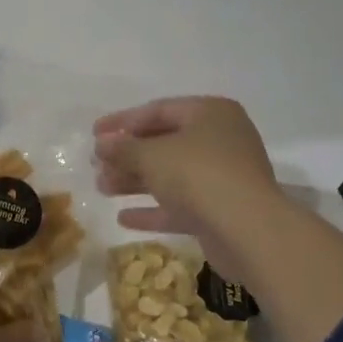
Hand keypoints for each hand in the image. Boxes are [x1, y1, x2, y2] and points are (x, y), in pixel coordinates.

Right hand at [93, 97, 284, 284]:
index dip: (122, 121)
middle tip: (96, 165)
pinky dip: (154, 209)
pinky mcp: (221, 211)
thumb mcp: (152, 156)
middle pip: (164, 143)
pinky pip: (181, 205)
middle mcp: (220, 140)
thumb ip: (123, 148)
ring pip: (171, 175)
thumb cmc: (198, 175)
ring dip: (135, 181)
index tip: (94, 134)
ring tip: (102, 188)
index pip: (158, 110)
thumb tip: (102, 144)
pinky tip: (123, 218)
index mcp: (210, 113)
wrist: (248, 231)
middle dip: (128, 155)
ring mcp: (223, 177)